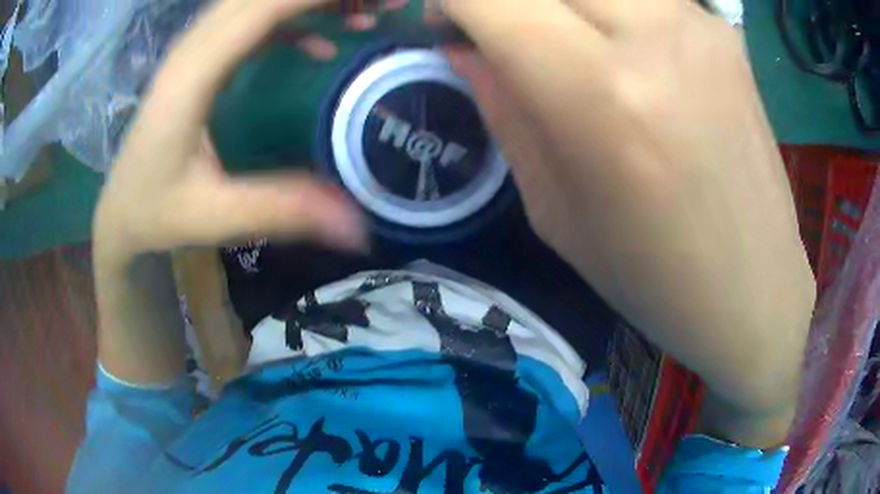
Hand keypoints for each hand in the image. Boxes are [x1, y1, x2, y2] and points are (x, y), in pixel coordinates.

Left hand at [94, 0, 408, 263]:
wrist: (121, 209)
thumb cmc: (156, 212)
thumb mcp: (214, 217)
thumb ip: (281, 210)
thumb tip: (357, 225)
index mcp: (191, 77)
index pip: (261, 8)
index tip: (376, 2)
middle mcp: (192, 49)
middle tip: (379, 7)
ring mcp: (194, 49)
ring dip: (308, 0)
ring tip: (361, 16)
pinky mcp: (200, 59)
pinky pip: (251, 19)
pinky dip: (292, 19)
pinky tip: (319, 43)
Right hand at [441, 0, 815, 443]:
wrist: (755, 290)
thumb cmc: (654, 278)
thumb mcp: (555, 212)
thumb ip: (505, 109)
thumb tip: (464, 49)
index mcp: (601, 93)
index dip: (450, 0)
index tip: (444, 23)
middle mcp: (655, 34)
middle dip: (503, 0)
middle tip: (500, 31)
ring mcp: (700, 24)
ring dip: (561, 3)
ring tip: (563, 40)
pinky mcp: (725, 32)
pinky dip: (613, 8)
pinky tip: (624, 44)